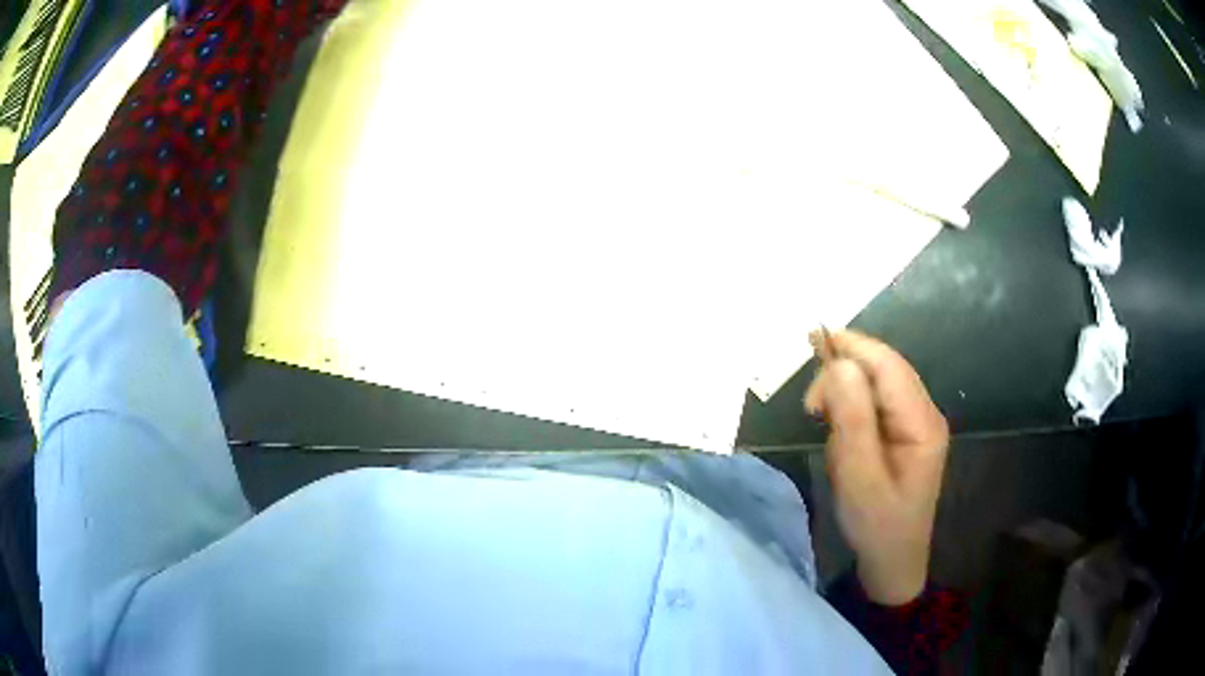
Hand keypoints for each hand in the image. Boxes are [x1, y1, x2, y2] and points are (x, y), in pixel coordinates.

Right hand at [804, 330, 948, 605]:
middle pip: (885, 368)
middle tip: (811, 408)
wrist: (892, 561)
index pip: (889, 366)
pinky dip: (851, 407)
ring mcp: (916, 421)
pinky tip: (839, 430)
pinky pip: (876, 402)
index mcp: (922, 422)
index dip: (853, 347)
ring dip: (846, 392)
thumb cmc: (876, 525)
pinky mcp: (904, 431)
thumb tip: (838, 364)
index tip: (812, 344)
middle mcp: (924, 413)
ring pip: (878, 382)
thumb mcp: (859, 476)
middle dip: (845, 372)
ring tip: (823, 423)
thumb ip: (852, 419)